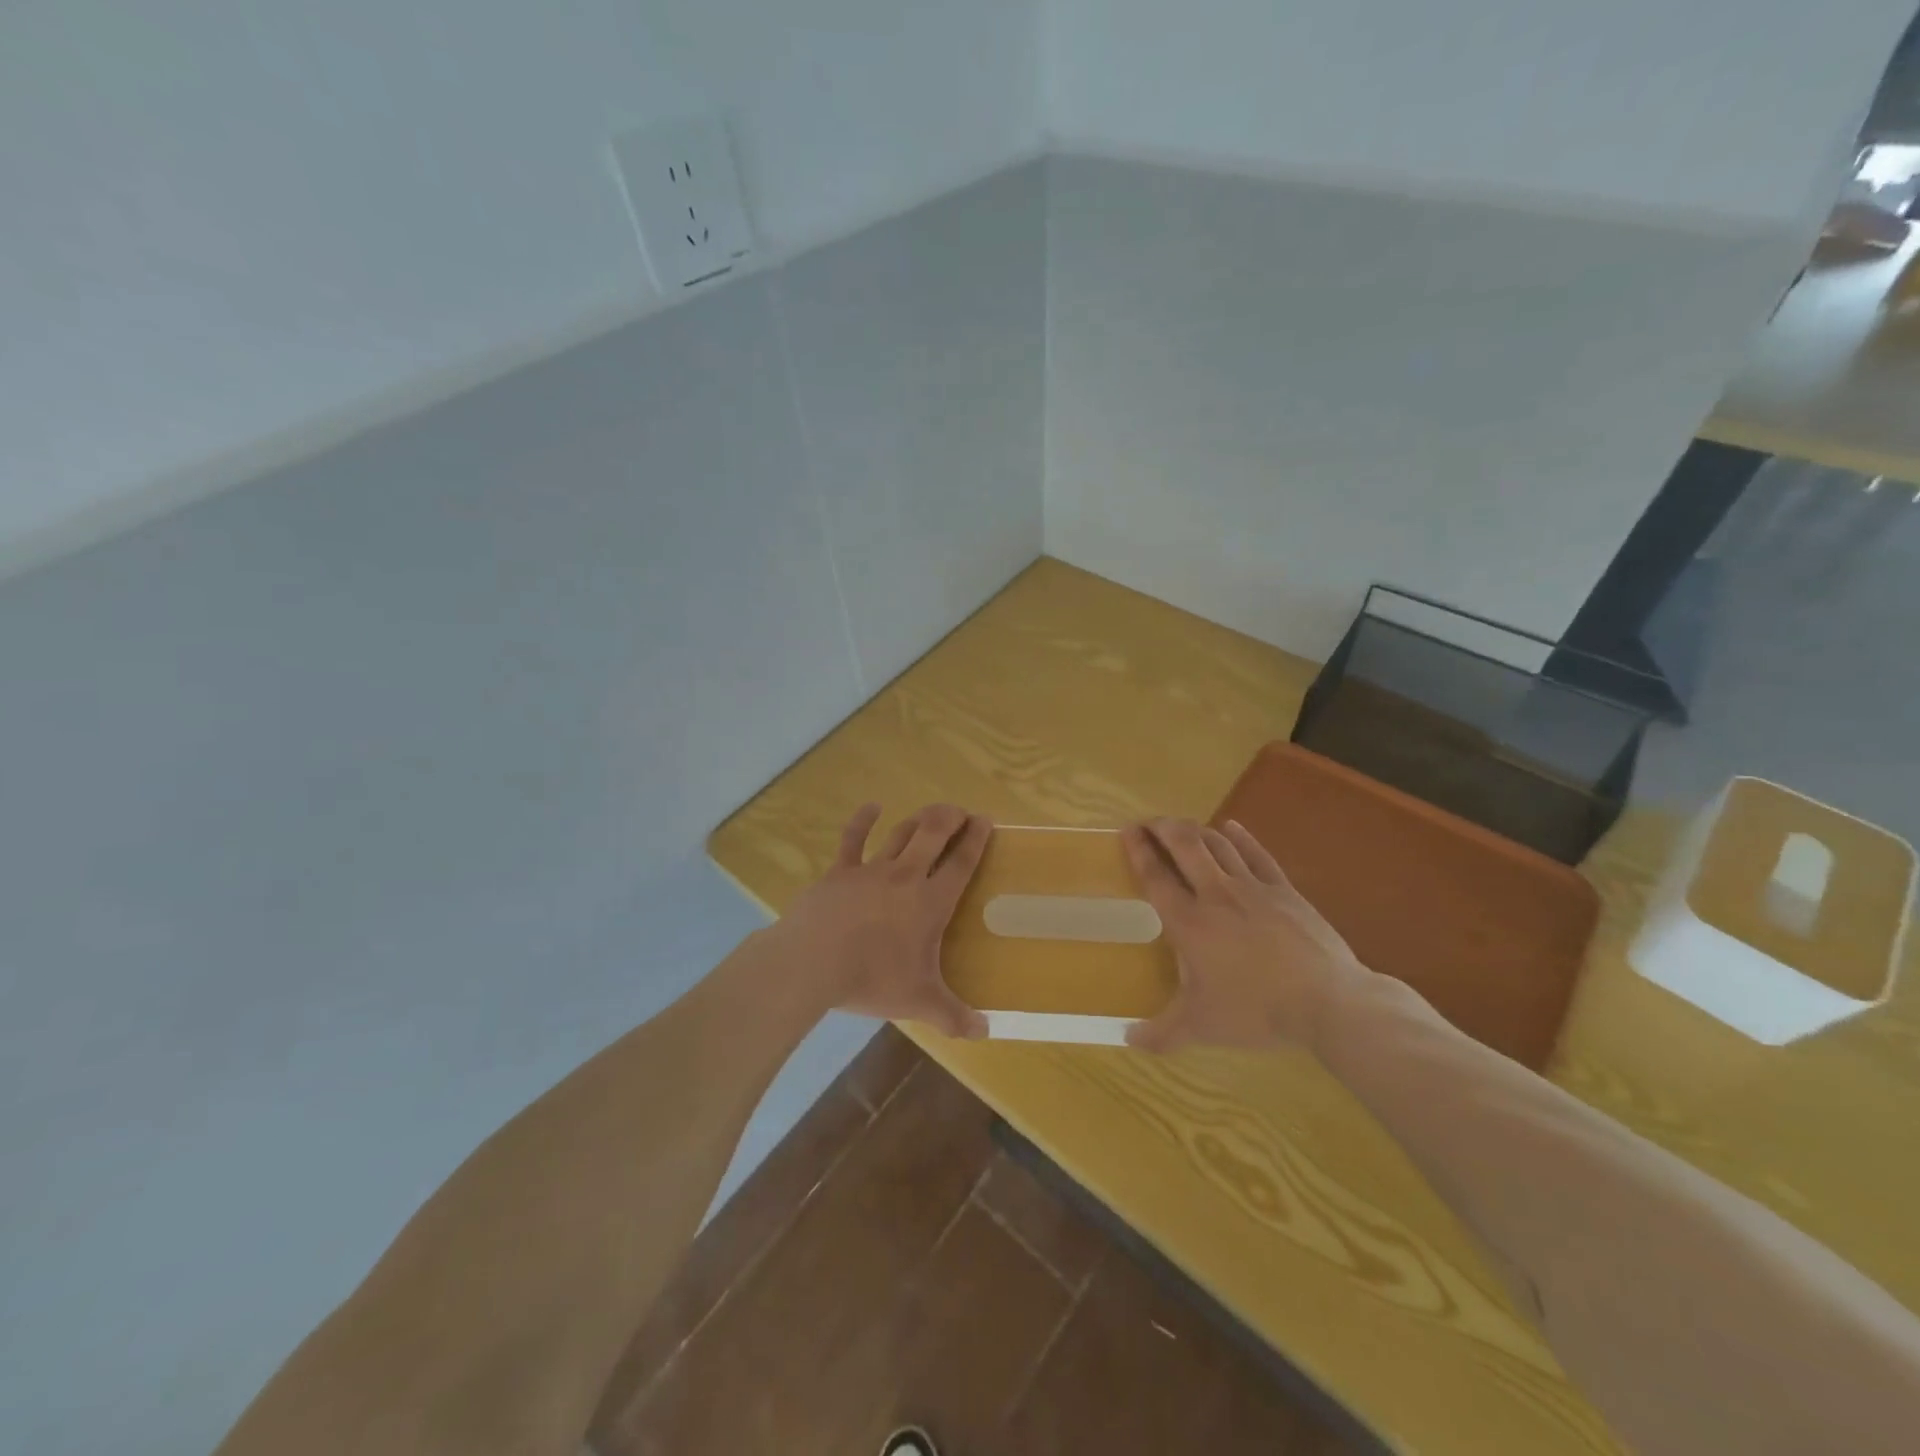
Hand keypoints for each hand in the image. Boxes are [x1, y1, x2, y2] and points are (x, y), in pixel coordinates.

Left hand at [773, 803, 991, 1038]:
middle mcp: (906, 877)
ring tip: (930, 813)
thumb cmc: (872, 979)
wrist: (813, 963)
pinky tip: (871, 806)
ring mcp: (871, 870)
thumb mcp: (919, 1002)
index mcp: (931, 903)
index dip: (976, 839)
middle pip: (933, 835)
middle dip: (950, 818)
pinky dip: (862, 820)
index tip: (985, 820)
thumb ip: (954, 1017)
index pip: (961, 863)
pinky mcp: (839, 872)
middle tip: (960, 811)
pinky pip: (853, 839)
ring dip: (918, 820)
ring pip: (900, 834)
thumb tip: (985, 1032)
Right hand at [1121, 817, 1368, 1053]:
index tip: (1126, 831)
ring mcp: (1253, 888)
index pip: (1156, 877)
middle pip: (1185, 845)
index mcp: (1189, 923)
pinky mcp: (1284, 890)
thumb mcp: (1202, 1027)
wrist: (1329, 1002)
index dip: (1138, 850)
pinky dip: (1239, 836)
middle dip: (1163, 827)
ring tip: (1181, 827)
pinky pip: (1257, 853)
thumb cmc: (1257, 1011)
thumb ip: (1161, 1033)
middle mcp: (1216, 895)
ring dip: (1195, 830)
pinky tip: (1231, 826)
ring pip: (1218, 844)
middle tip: (1149, 823)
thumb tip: (1127, 1040)